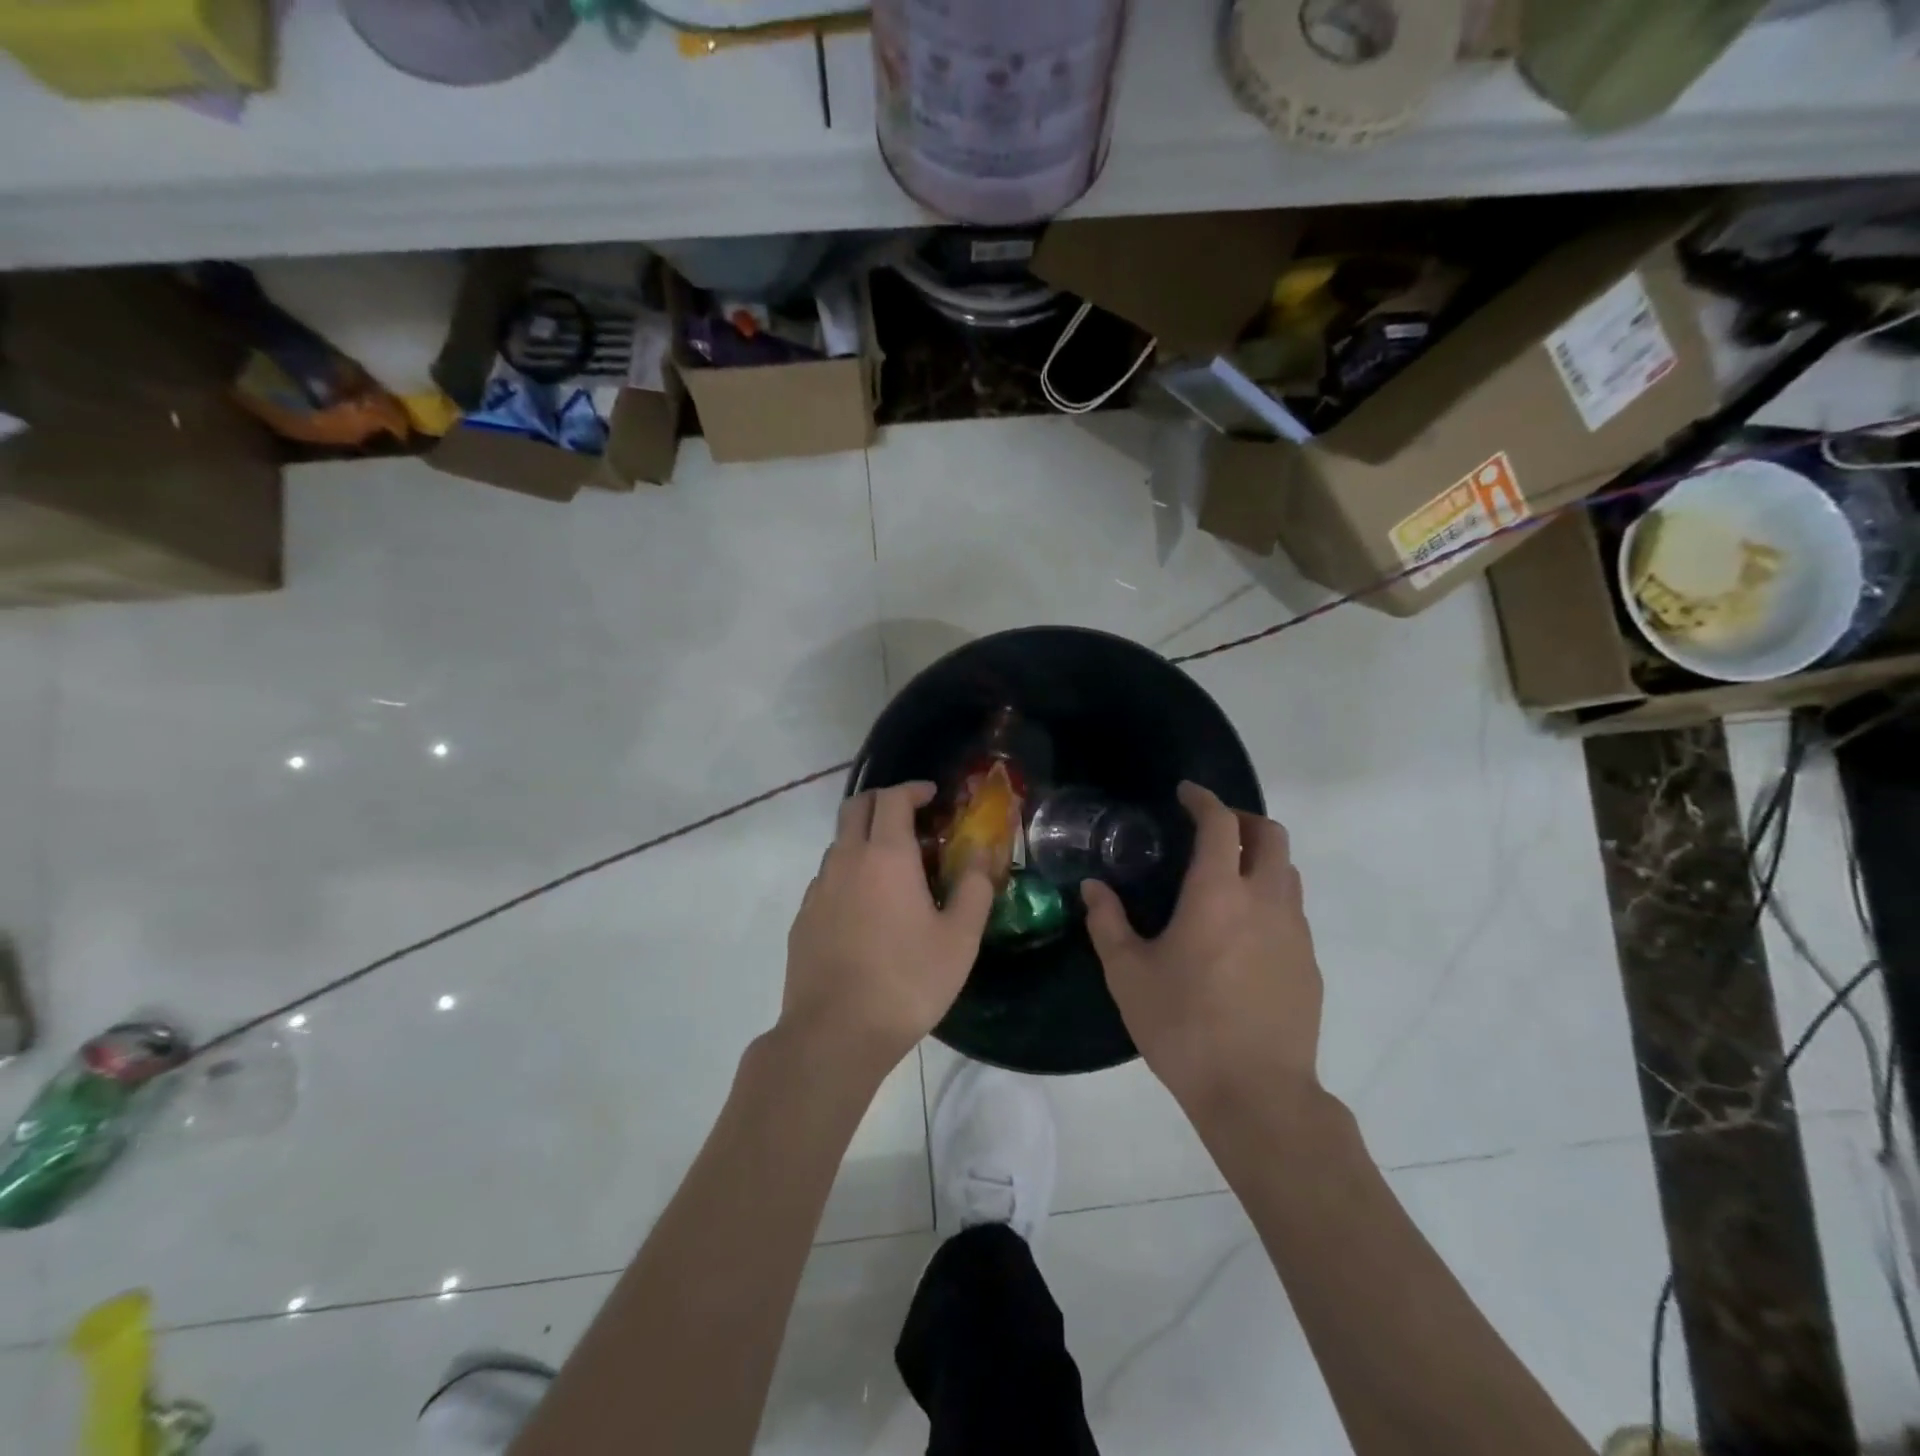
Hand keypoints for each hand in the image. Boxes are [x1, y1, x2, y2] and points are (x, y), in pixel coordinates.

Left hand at [781, 782, 994, 1074]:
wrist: (835, 1033)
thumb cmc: (907, 981)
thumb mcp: (959, 938)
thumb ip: (975, 887)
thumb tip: (982, 851)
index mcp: (886, 855)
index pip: (893, 798)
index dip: (913, 789)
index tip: (932, 797)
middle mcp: (846, 859)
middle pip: (856, 807)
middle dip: (884, 802)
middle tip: (912, 819)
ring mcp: (818, 888)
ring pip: (839, 843)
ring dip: (866, 839)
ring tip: (895, 869)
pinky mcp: (803, 917)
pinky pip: (828, 877)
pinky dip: (849, 872)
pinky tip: (867, 908)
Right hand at [1082, 782, 1321, 1106]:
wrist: (1257, 1094)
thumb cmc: (1183, 1027)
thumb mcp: (1128, 974)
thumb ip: (1107, 923)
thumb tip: (1092, 888)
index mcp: (1217, 894)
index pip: (1221, 824)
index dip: (1204, 800)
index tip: (1186, 794)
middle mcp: (1264, 901)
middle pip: (1272, 835)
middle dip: (1243, 821)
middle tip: (1212, 830)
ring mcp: (1295, 932)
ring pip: (1288, 873)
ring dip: (1260, 859)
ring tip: (1227, 877)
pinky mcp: (1310, 964)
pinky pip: (1293, 911)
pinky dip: (1270, 899)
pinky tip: (1244, 932)